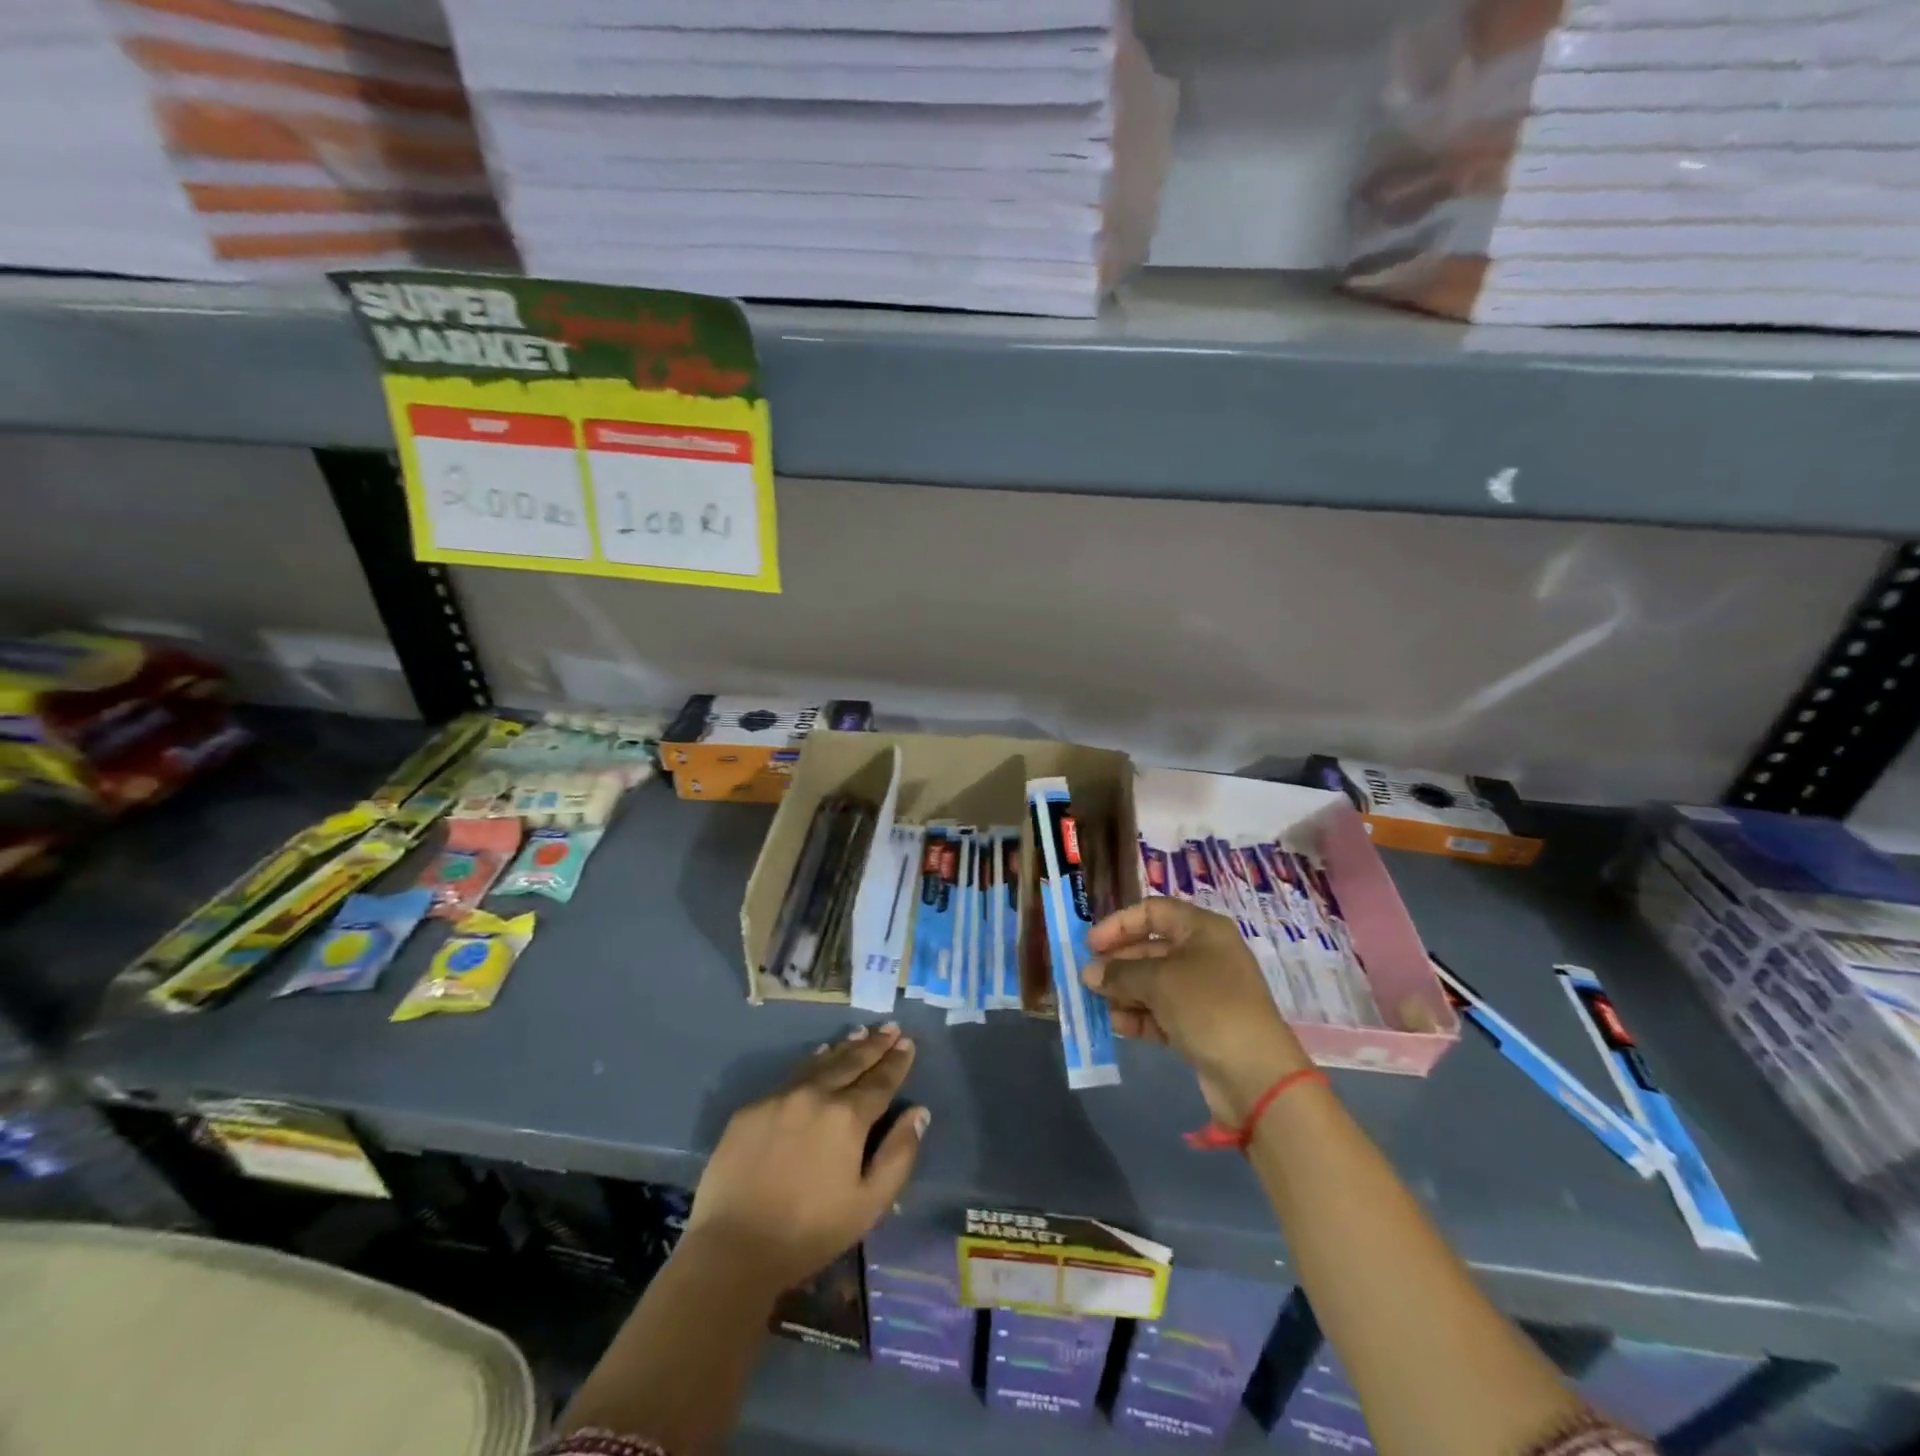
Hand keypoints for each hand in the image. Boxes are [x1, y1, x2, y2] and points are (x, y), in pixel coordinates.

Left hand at [686, 1023, 928, 1291]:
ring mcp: (780, 1097)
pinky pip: (791, 1077)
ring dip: (844, 1047)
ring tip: (860, 1034)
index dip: (897, 1061)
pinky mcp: (751, 1108)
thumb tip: (919, 1112)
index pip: (880, 1080)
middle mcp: (815, 1095)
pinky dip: (812, 1063)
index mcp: (847, 1117)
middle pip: (851, 1061)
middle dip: (874, 1044)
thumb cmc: (810, 1232)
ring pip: (820, 1063)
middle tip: (889, 1027)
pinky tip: (819, 1058)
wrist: (732, 1248)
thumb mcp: (869, 1204)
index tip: (907, 1042)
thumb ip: (898, 1155)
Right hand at [1083, 898, 1309, 1121]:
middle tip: (1088, 979)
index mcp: (1202, 930)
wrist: (1256, 1074)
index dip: (1119, 924)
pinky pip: (1163, 1012)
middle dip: (1118, 963)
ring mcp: (1204, 992)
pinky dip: (1140, 1016)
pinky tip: (1118, 1025)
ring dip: (1125, 992)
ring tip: (1099, 1005)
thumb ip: (1119, 973)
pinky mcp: (1201, 1026)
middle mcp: (1205, 955)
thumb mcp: (1158, 981)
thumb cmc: (1208, 1007)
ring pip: (1154, 983)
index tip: (1090, 945)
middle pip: (1151, 948)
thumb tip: (1089, 972)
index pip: (1153, 911)